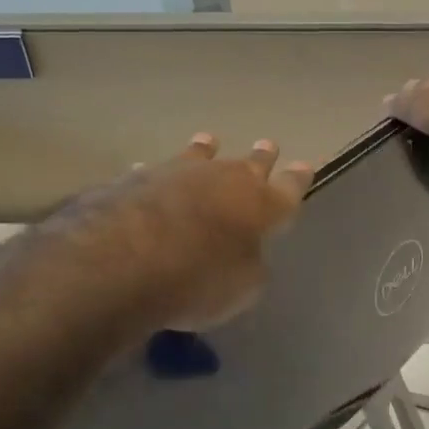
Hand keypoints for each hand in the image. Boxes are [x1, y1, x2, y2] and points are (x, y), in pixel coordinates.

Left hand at [59, 134, 312, 330]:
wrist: (123, 260)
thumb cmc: (198, 280)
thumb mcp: (242, 288)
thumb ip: (250, 267)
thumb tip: (244, 256)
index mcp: (260, 206)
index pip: (288, 188)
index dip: (297, 179)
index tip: (305, 166)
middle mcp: (222, 180)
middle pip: (249, 164)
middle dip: (261, 157)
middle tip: (267, 144)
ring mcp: (176, 173)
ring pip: (198, 156)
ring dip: (205, 150)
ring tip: (208, 140)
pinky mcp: (134, 181)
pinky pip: (151, 174)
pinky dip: (154, 177)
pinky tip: (146, 173)